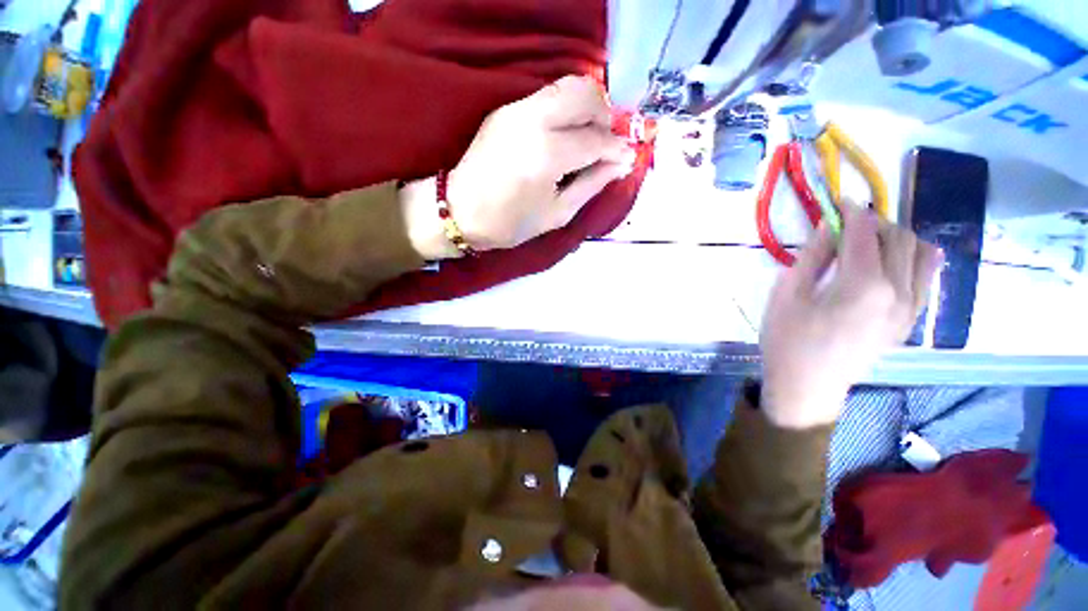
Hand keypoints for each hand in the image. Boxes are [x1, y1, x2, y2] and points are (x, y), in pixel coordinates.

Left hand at [402, 76, 634, 258]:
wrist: (460, 211)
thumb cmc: (510, 223)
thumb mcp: (557, 214)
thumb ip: (592, 184)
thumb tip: (621, 164)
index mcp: (547, 154)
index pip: (595, 138)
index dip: (617, 148)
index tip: (627, 158)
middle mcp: (533, 120)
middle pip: (585, 93)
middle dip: (604, 116)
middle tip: (605, 144)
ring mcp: (516, 109)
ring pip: (567, 86)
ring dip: (586, 108)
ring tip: (587, 139)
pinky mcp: (506, 109)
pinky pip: (547, 97)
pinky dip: (565, 110)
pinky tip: (564, 135)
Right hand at [759, 204, 942, 428]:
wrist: (808, 385)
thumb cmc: (787, 338)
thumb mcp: (787, 294)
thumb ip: (813, 256)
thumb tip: (829, 225)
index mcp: (864, 284)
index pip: (866, 232)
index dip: (852, 211)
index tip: (839, 201)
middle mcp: (899, 291)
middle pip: (899, 237)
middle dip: (874, 222)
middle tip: (846, 226)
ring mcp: (911, 307)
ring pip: (921, 253)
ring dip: (898, 238)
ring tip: (870, 243)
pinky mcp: (911, 319)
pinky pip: (927, 277)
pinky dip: (913, 259)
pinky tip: (890, 263)